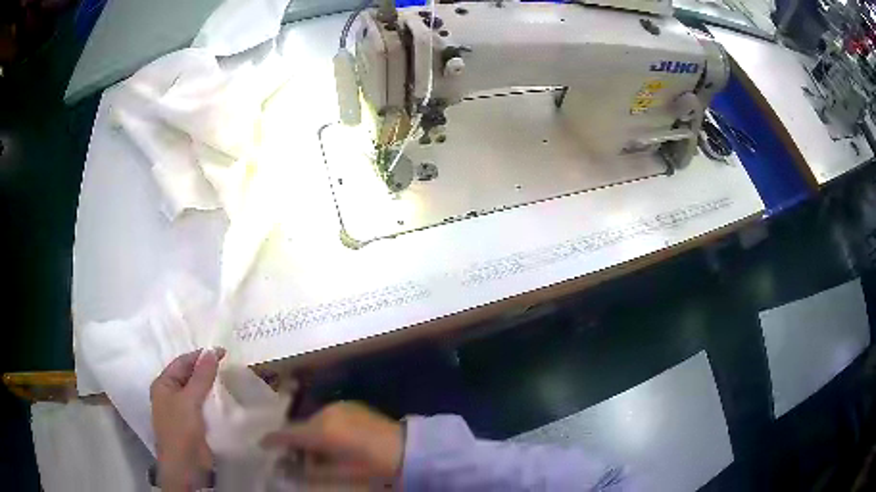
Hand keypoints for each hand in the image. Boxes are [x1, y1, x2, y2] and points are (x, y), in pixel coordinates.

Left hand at [150, 348, 224, 490]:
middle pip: (188, 376)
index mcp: (163, 384)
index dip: (200, 356)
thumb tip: (212, 352)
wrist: (185, 465)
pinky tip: (225, 399)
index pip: (182, 362)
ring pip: (196, 391)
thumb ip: (201, 377)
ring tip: (230, 379)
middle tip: (229, 364)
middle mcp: (170, 394)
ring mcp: (181, 410)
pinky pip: (202, 406)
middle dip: (206, 370)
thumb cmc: (181, 429)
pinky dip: (212, 400)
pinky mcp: (192, 423)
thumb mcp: (190, 400)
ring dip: (210, 385)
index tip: (223, 352)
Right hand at [261, 401, 403, 485]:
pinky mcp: (350, 405)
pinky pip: (328, 416)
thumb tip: (286, 469)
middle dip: (296, 440)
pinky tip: (334, 440)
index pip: (287, 433)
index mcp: (321, 430)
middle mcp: (325, 413)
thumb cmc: (371, 466)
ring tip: (319, 450)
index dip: (273, 440)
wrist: (406, 449)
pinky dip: (324, 427)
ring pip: (313, 420)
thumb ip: (308, 471)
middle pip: (301, 426)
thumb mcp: (338, 474)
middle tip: (296, 456)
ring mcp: (339, 406)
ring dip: (311, 434)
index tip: (262, 444)